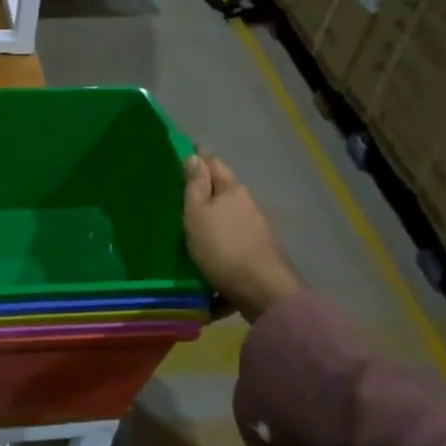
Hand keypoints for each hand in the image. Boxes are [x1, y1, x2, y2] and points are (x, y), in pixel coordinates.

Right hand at [183, 153, 300, 321]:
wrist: (263, 292)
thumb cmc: (222, 247)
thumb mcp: (198, 213)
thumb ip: (195, 186)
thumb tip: (195, 155)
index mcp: (232, 191)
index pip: (214, 164)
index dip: (199, 157)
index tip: (185, 152)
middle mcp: (249, 207)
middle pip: (224, 193)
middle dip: (206, 192)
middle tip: (181, 195)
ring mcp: (257, 233)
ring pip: (229, 222)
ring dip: (214, 224)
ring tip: (191, 234)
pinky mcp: (258, 258)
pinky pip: (233, 250)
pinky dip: (221, 253)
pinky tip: (208, 268)